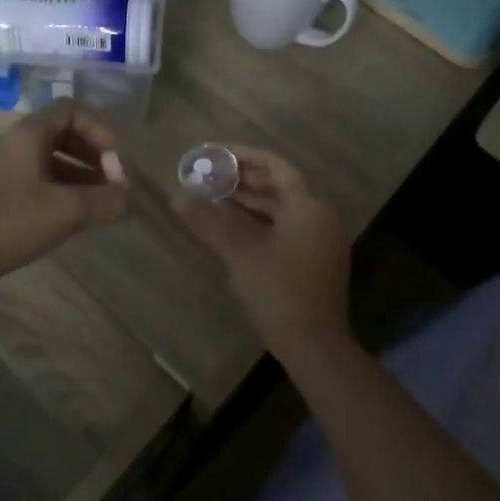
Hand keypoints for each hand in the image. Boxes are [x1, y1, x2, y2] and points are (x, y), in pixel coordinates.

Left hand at [0, 100, 130, 286]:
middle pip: (59, 132)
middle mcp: (9, 141)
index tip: (117, 161)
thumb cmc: (8, 223)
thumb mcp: (65, 211)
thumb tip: (130, 197)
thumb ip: (105, 201)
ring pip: (44, 157)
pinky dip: (54, 187)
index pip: (71, 110)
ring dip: (74, 173)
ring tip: (95, 202)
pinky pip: (29, 177)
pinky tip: (65, 216)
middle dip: (91, 154)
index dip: (100, 130)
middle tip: (111, 182)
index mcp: (27, 134)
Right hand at [173, 146, 352, 361]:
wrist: (315, 346)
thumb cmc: (279, 292)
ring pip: (284, 207)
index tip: (219, 153)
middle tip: (212, 175)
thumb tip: (177, 196)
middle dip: (247, 180)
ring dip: (253, 201)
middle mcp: (322, 215)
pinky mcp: (318, 256)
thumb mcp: (240, 254)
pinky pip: (289, 224)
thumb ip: (209, 221)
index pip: (278, 167)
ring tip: (217, 197)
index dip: (248, 157)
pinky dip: (263, 220)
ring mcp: (322, 237)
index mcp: (310, 205)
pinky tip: (235, 225)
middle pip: (281, 186)